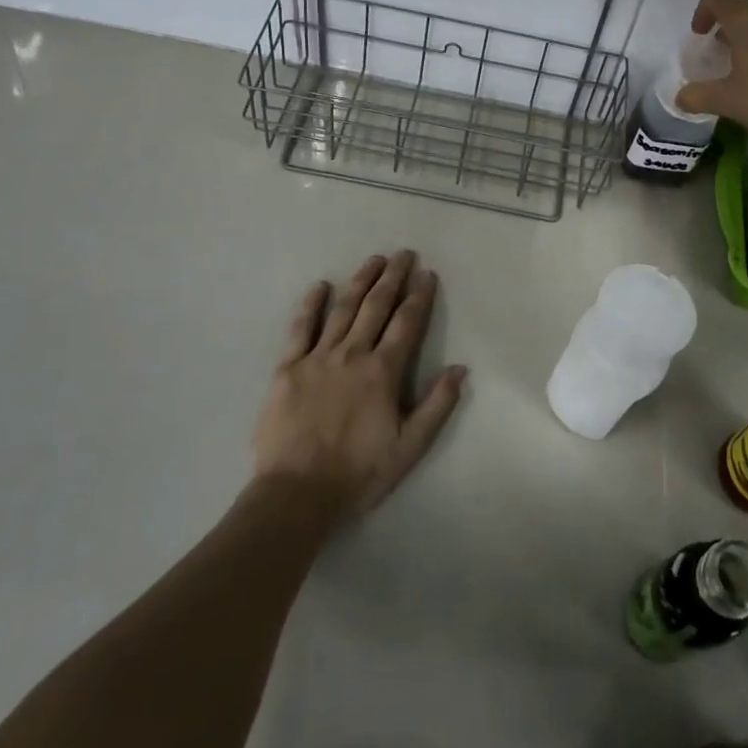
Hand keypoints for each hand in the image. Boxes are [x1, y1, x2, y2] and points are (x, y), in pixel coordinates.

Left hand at [253, 250, 466, 517]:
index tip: (427, 274)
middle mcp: (352, 354)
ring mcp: (317, 358)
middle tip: (403, 254)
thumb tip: (460, 368)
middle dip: (392, 278)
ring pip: (343, 310)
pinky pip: (300, 329)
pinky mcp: (287, 368)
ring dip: (360, 281)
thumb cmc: (358, 473)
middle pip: (376, 307)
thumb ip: (436, 406)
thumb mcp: (409, 448)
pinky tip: (319, 285)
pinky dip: (310, 305)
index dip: (419, 296)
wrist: (296, 494)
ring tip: (373, 260)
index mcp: (382, 372)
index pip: (406, 324)